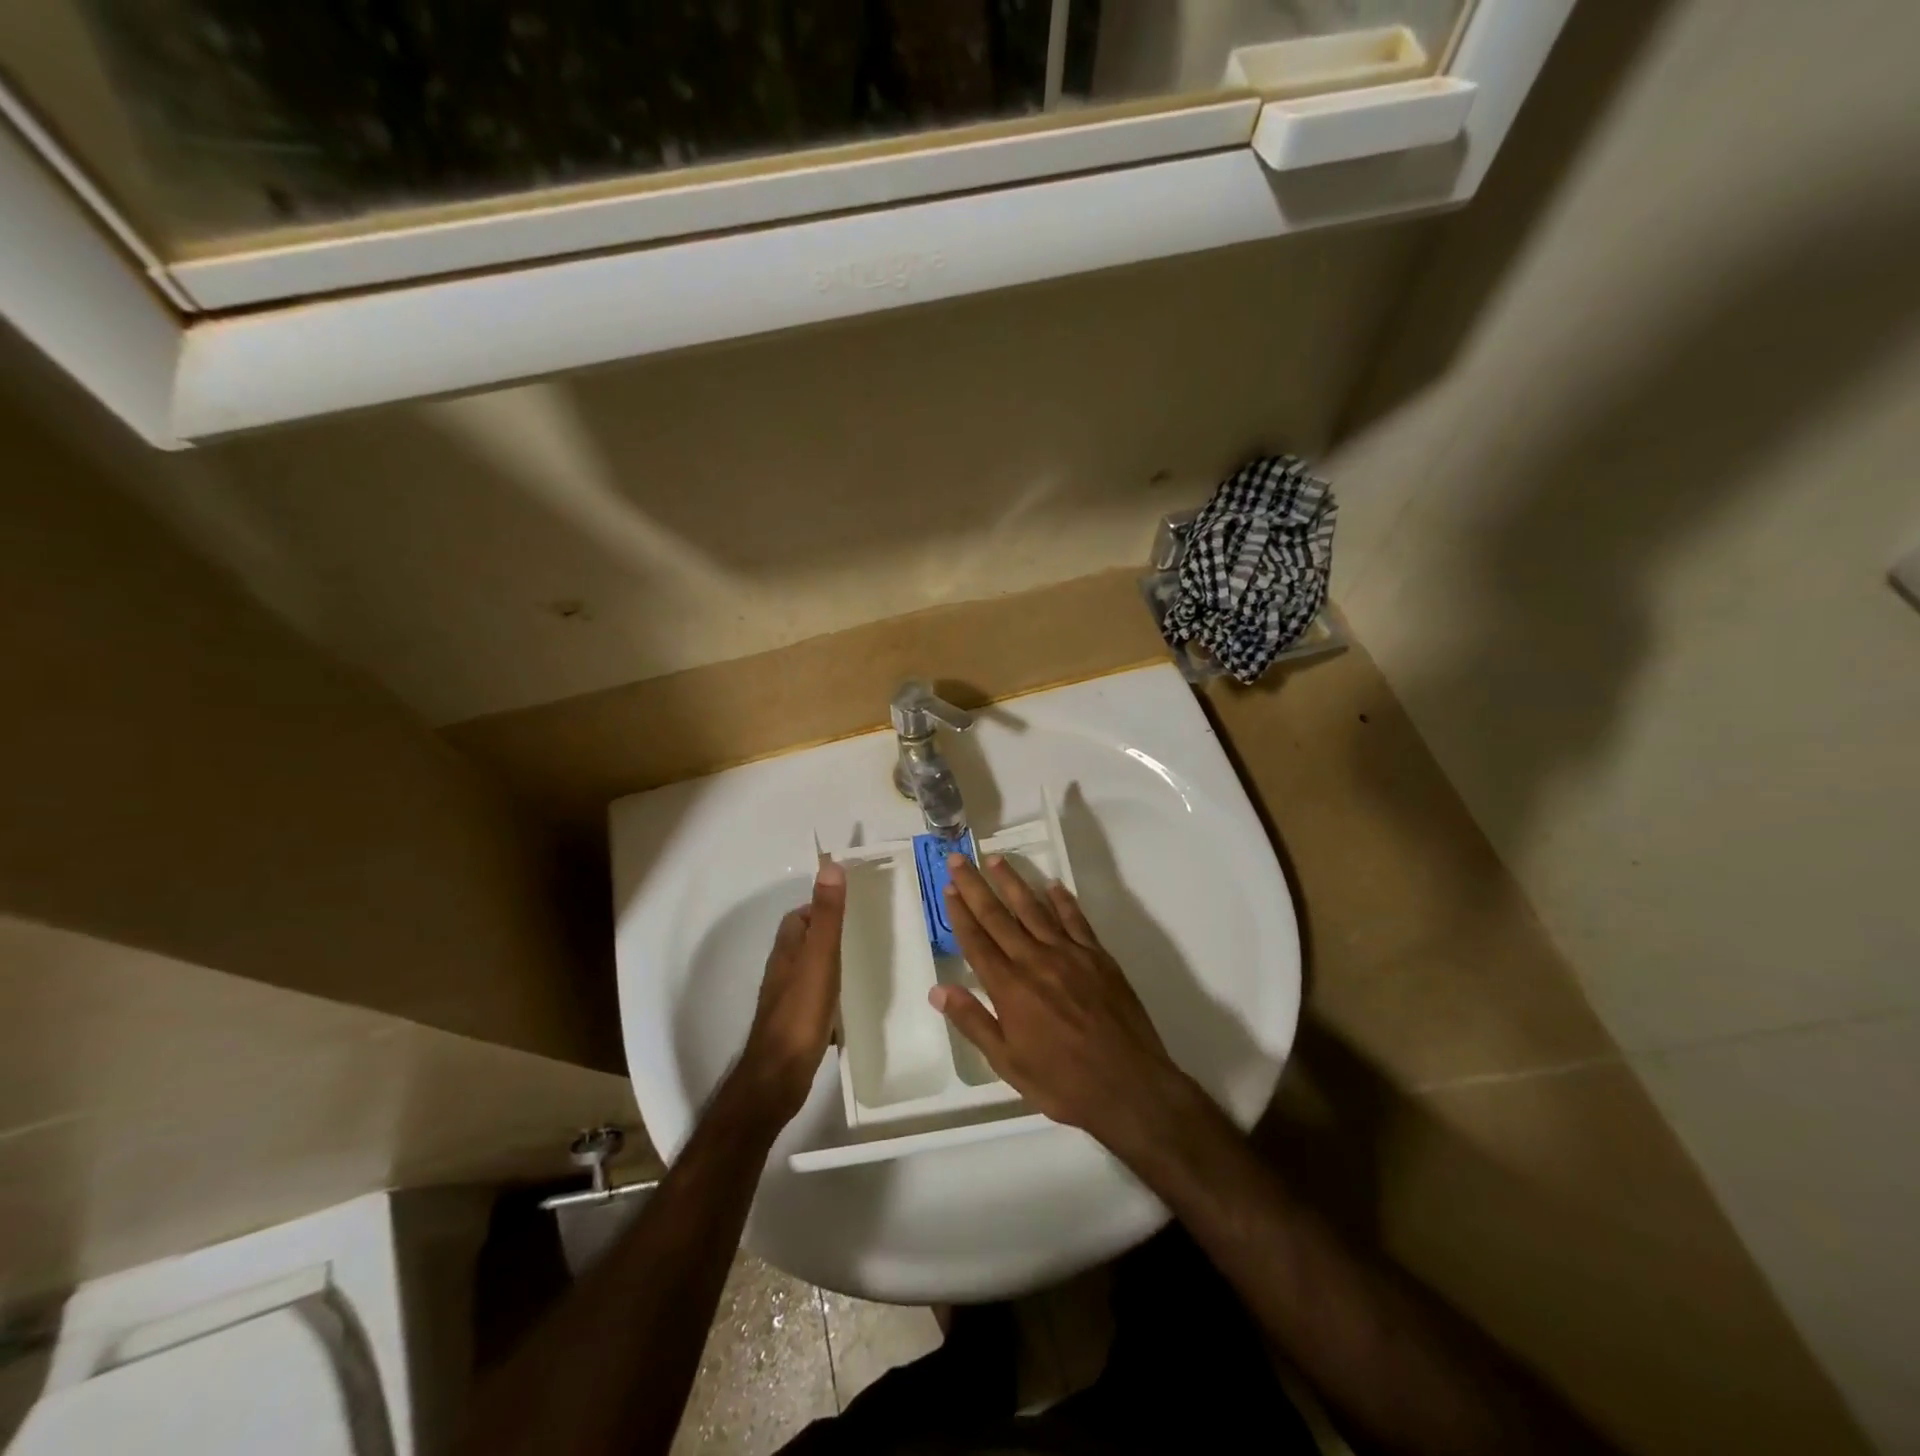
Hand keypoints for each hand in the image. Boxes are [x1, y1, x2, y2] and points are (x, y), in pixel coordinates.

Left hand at [734, 861, 846, 1125]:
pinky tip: (854, 1006)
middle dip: (830, 935)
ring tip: (866, 965)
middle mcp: (783, 971)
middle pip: (805, 943)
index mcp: (787, 951)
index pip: (799, 916)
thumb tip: (830, 865)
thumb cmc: (800, 1013)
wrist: (778, 1077)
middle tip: (865, 934)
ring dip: (833, 965)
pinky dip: (835, 996)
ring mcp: (788, 1000)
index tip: (852, 905)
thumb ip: (827, 916)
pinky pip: (818, 1000)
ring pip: (812, 971)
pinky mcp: (797, 1025)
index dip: (821, 907)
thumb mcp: (819, 958)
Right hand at [931, 854, 1188, 1154]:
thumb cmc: (1062, 1082)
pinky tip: (1052, 885)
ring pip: (1034, 909)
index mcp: (1010, 988)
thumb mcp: (1008, 1063)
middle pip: (998, 916)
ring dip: (1013, 882)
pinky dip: (1062, 900)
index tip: (948, 888)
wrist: (1129, 1086)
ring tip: (996, 859)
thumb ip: (973, 1022)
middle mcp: (1035, 961)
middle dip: (975, 886)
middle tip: (958, 858)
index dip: (960, 913)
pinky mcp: (1098, 956)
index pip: (977, 941)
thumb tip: (938, 990)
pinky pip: (1076, 920)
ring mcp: (1069, 954)